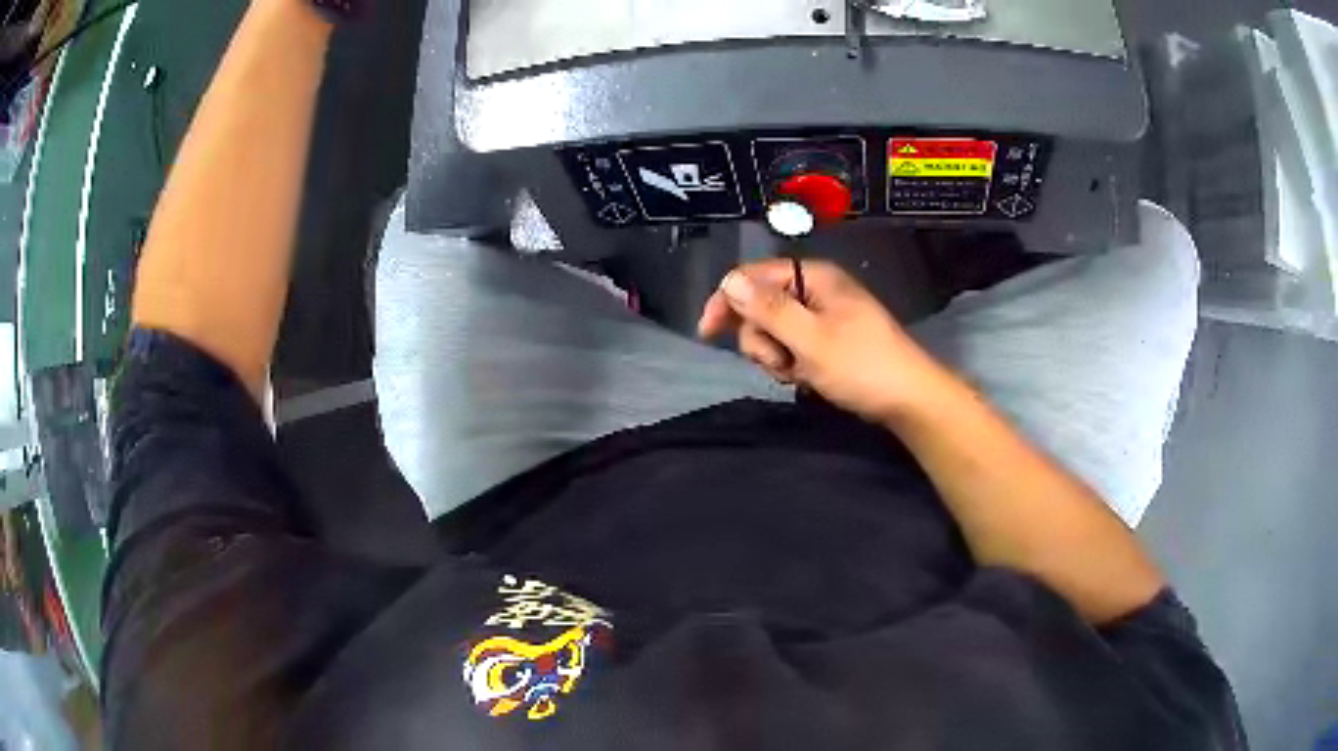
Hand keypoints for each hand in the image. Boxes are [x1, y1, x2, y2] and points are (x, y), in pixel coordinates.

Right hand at [699, 259, 947, 422]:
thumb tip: (729, 280)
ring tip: (799, 374)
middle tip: (780, 363)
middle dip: (761, 339)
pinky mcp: (827, 340)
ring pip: (773, 331)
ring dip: (776, 356)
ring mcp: (822, 316)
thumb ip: (768, 309)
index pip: (754, 276)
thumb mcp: (810, 338)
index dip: (728, 301)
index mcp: (814, 277)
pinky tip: (807, 378)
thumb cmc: (862, 366)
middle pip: (761, 306)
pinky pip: (792, 346)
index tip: (708, 333)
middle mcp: (815, 290)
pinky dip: (792, 364)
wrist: (908, 399)